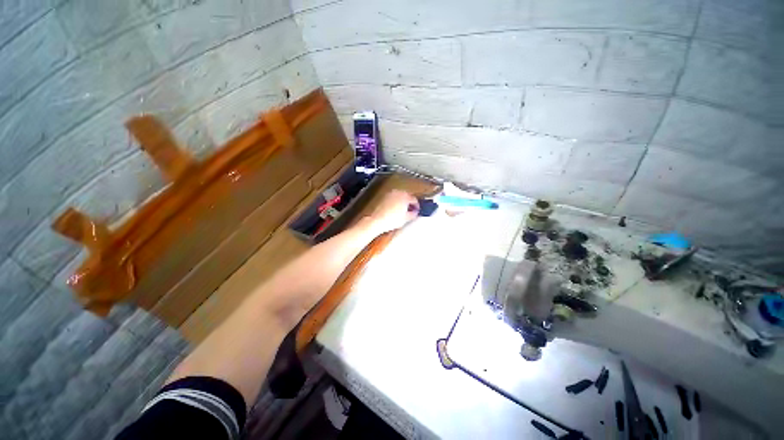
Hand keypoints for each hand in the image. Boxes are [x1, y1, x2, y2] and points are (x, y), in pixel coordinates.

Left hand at [368, 190, 418, 233]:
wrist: (377, 220)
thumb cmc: (390, 219)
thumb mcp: (406, 218)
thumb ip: (413, 214)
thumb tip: (415, 213)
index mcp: (405, 196)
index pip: (414, 199)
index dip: (417, 206)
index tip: (417, 210)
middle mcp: (398, 193)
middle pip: (407, 196)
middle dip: (410, 203)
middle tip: (411, 210)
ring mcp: (390, 194)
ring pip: (400, 196)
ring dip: (403, 202)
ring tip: (403, 210)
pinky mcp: (384, 197)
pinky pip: (393, 198)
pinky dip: (396, 202)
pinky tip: (395, 210)